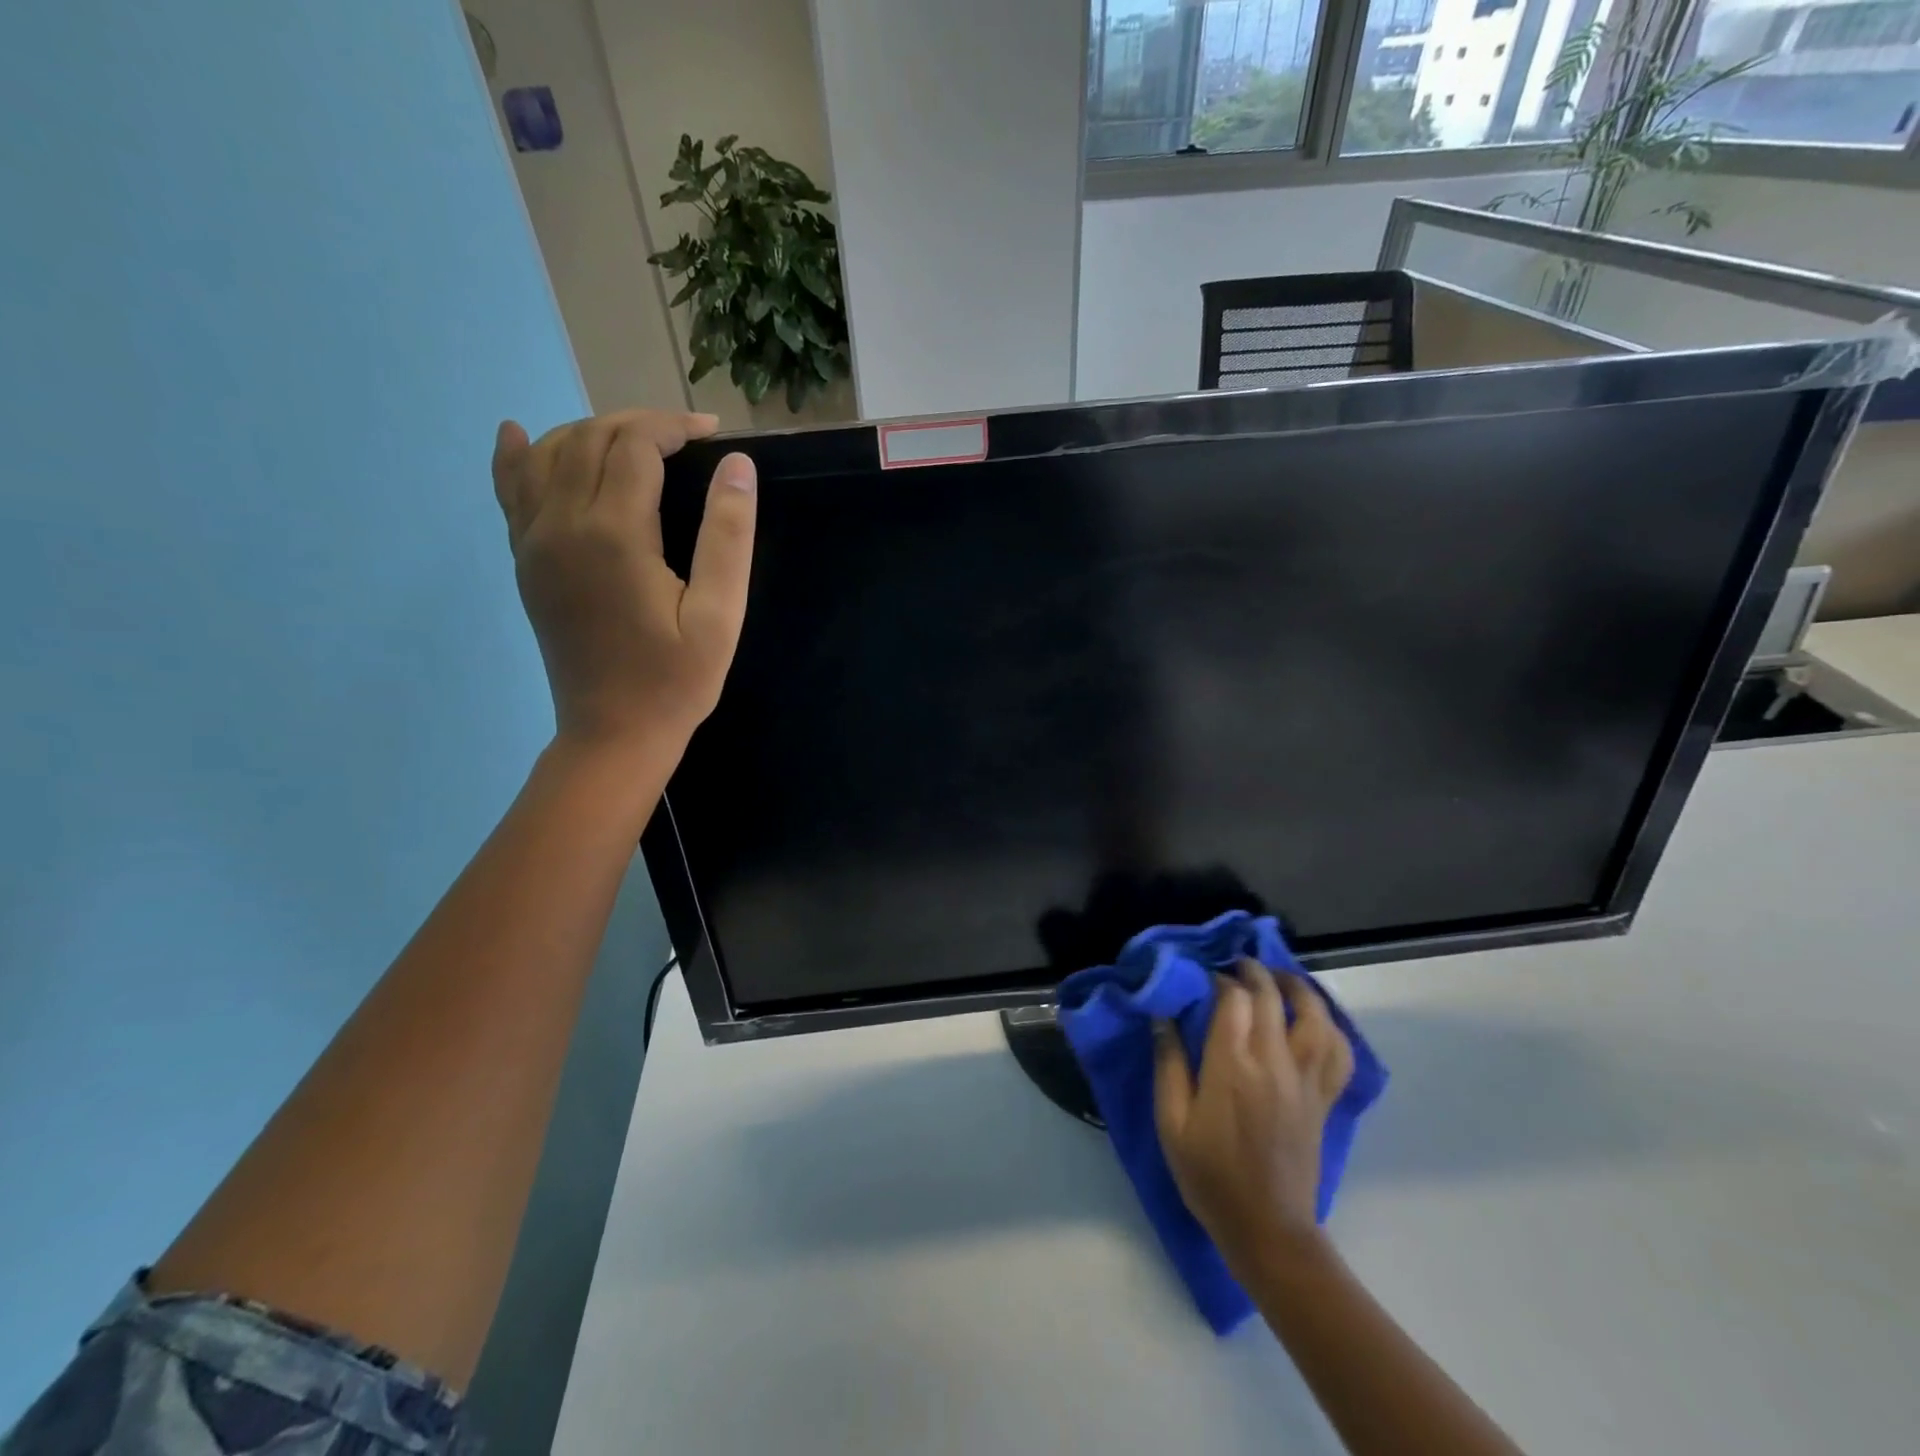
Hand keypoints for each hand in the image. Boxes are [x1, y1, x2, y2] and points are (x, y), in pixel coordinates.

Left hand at [492, 409, 755, 755]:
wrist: (613, 733)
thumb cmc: (676, 680)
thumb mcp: (719, 616)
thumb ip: (728, 537)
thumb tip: (737, 464)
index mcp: (614, 534)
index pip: (636, 445)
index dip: (674, 427)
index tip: (713, 433)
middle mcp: (561, 524)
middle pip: (590, 438)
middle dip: (639, 424)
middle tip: (686, 438)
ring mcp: (534, 543)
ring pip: (548, 453)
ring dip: (590, 432)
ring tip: (635, 442)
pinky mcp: (524, 562)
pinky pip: (511, 491)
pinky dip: (517, 456)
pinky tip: (517, 434)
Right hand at [1154, 960, 1355, 1273]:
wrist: (1267, 1229)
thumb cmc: (1209, 1175)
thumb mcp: (1172, 1123)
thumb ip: (1169, 1064)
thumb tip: (1162, 1017)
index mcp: (1232, 1067)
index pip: (1232, 999)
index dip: (1219, 978)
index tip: (1204, 975)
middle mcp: (1274, 1064)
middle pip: (1272, 997)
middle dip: (1254, 971)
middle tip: (1236, 963)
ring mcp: (1305, 1081)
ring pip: (1315, 1016)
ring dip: (1296, 987)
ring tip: (1278, 978)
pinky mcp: (1324, 1099)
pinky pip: (1339, 1052)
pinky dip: (1331, 1027)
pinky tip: (1315, 1019)